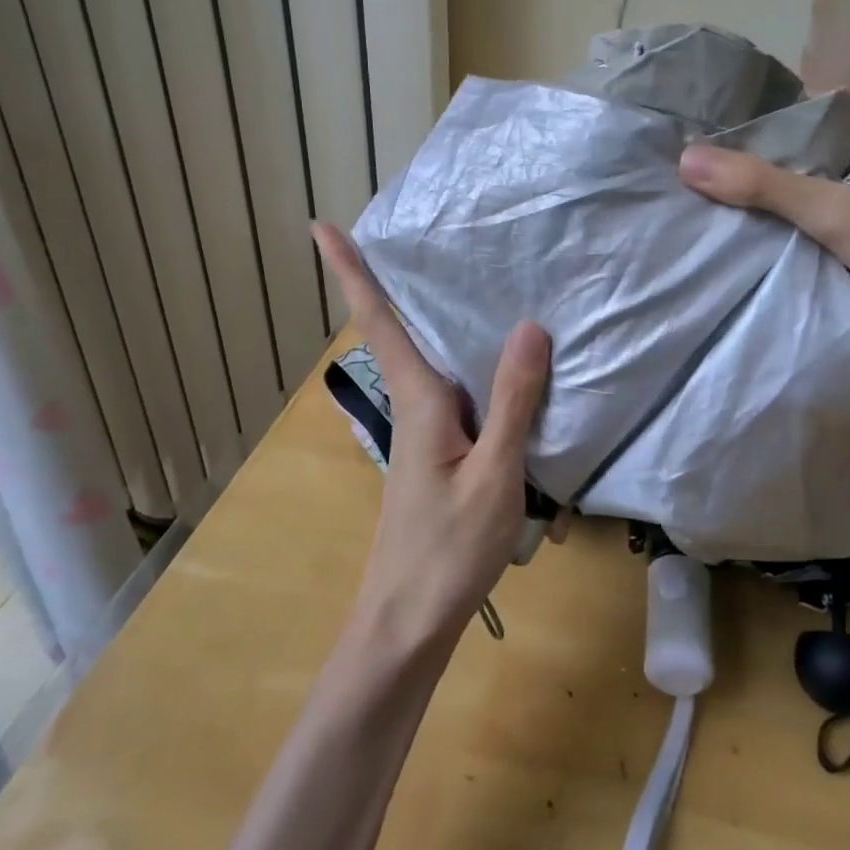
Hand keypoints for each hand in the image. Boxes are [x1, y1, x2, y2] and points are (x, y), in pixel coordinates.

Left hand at [313, 223, 556, 647]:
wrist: (408, 623)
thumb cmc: (448, 551)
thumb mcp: (494, 476)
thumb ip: (513, 402)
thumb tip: (530, 326)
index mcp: (420, 399)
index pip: (379, 320)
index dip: (350, 272)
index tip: (320, 227)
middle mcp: (417, 405)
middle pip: (402, 329)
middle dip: (396, 279)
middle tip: (417, 231)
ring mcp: (427, 431)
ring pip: (437, 362)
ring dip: (442, 322)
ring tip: (474, 284)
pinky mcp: (442, 453)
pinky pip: (461, 395)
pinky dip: (478, 372)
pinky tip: (509, 372)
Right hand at [678, 114, 849, 397]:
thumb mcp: (835, 207)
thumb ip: (761, 185)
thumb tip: (685, 160)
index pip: (812, 115)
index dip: (763, 122)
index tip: (710, 133)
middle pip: (804, 162)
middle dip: (757, 172)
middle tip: (696, 175)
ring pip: (806, 204)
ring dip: (768, 212)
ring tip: (705, 208)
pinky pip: (813, 240)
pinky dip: (784, 243)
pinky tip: (740, 246)